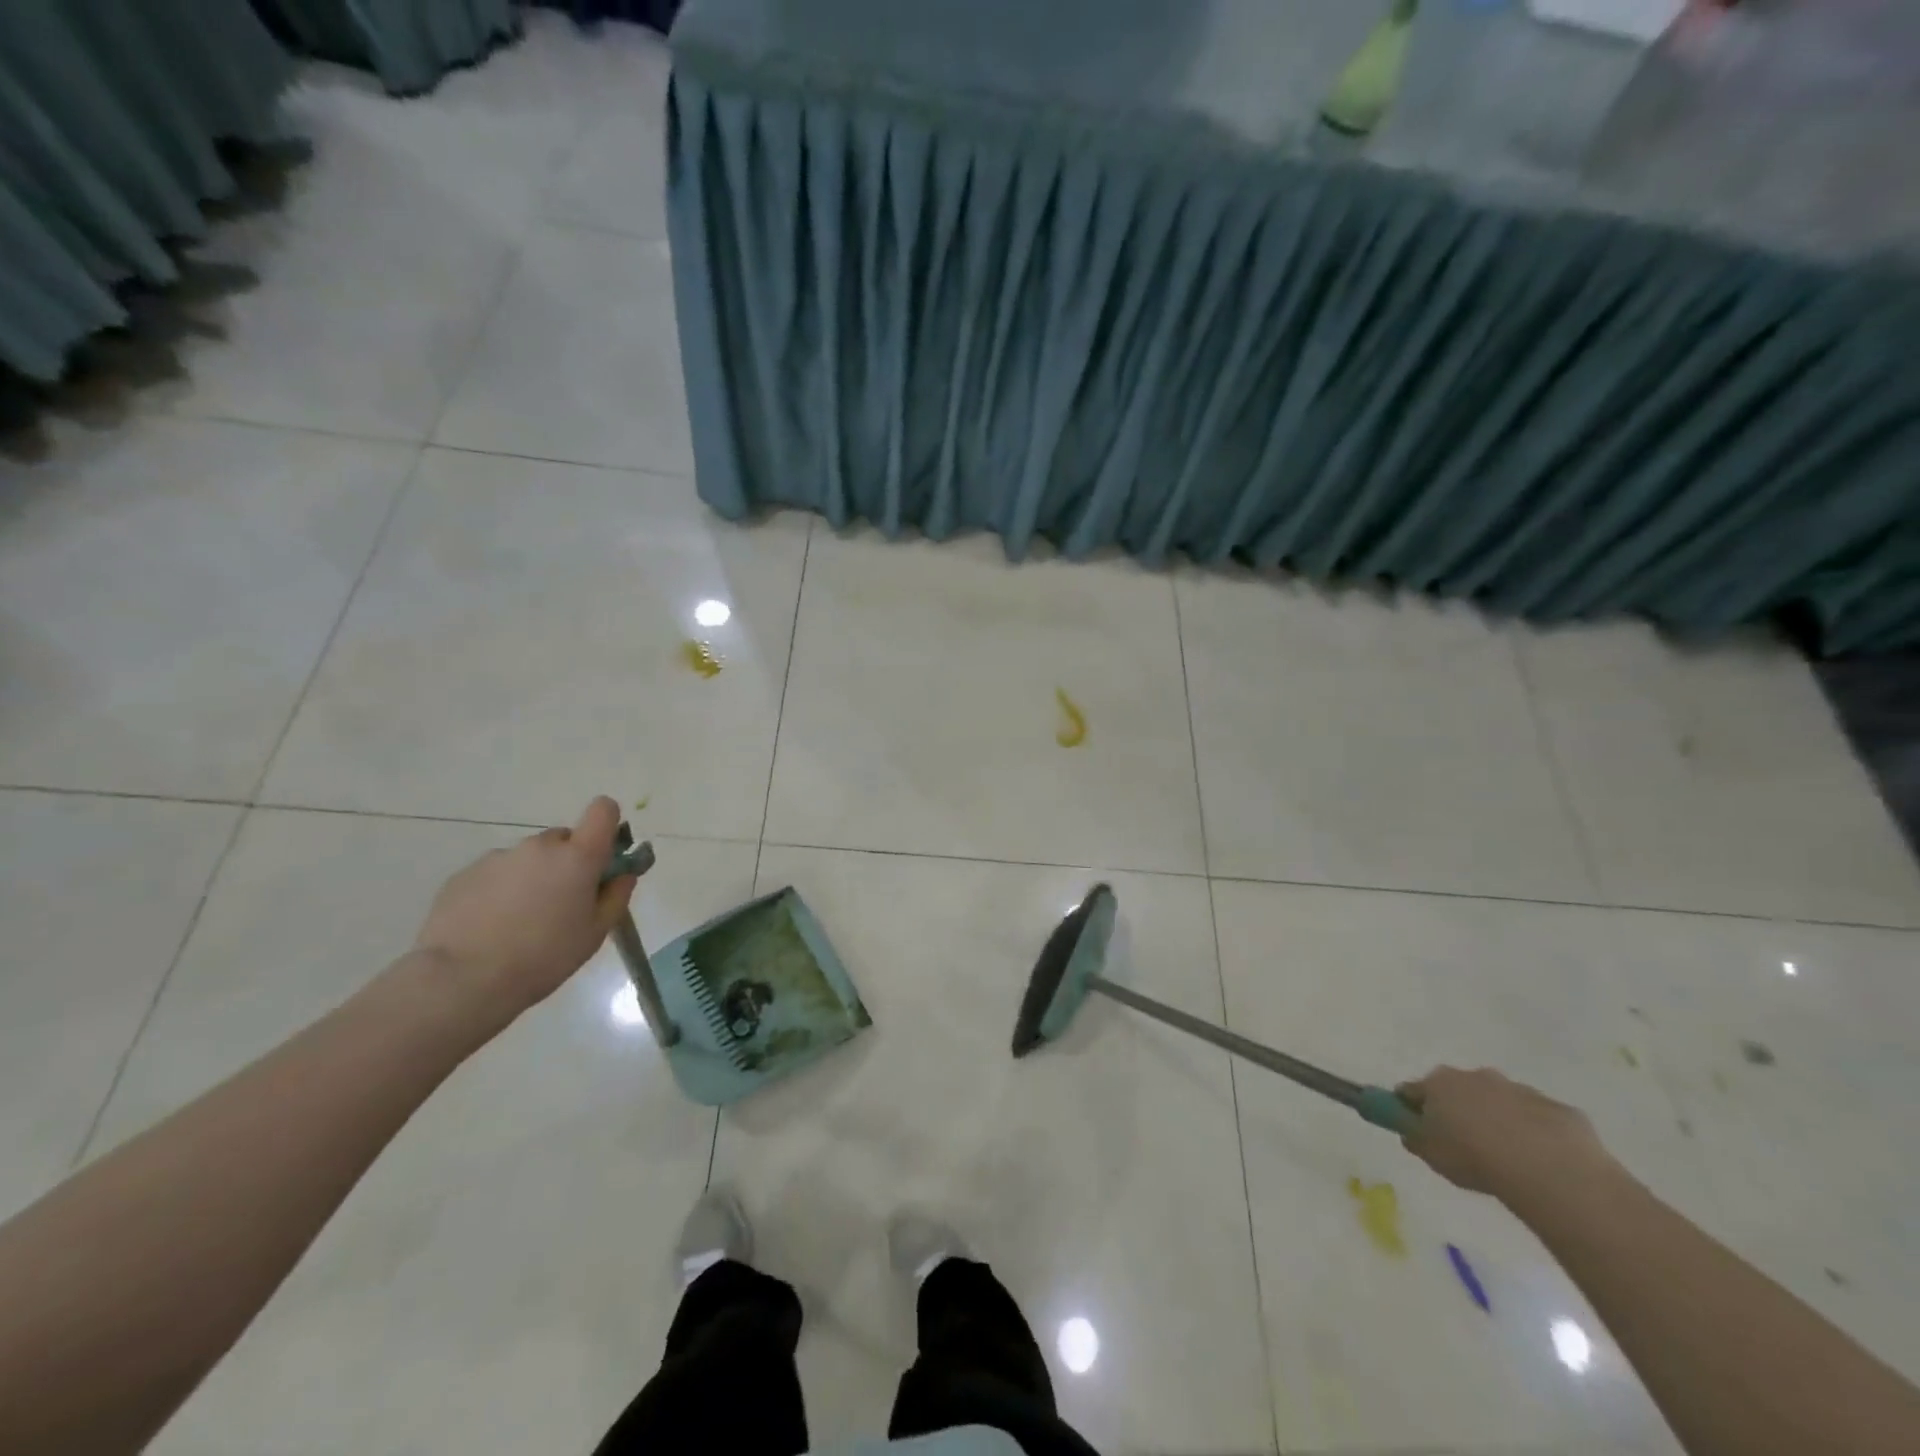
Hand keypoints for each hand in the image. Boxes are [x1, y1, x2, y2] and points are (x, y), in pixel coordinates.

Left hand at [411, 796, 636, 1022]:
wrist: (462, 980)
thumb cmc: (544, 957)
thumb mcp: (595, 934)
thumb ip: (616, 896)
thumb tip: (622, 875)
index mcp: (578, 857)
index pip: (603, 811)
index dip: (606, 825)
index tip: (603, 855)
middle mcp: (539, 847)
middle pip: (562, 840)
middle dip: (566, 863)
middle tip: (560, 904)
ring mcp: (499, 857)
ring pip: (527, 859)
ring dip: (532, 878)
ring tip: (519, 922)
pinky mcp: (465, 874)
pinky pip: (495, 874)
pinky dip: (499, 891)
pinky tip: (490, 927)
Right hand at [1397, 1066, 1616, 1203]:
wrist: (1548, 1168)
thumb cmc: (1474, 1157)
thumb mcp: (1430, 1154)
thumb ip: (1415, 1137)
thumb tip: (1411, 1130)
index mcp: (1439, 1083)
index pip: (1412, 1091)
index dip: (1412, 1110)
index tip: (1418, 1131)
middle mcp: (1475, 1076)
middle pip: (1458, 1091)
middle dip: (1459, 1111)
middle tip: (1466, 1146)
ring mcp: (1518, 1089)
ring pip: (1500, 1102)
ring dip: (1499, 1121)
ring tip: (1509, 1159)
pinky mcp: (1556, 1108)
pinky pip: (1538, 1120)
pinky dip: (1535, 1134)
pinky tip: (1541, 1162)